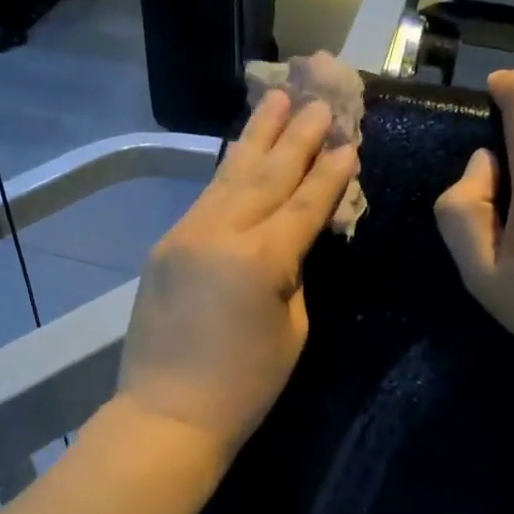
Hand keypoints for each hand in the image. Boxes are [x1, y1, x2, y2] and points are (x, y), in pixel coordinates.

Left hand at [118, 91, 357, 457]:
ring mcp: (186, 236)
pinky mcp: (164, 247)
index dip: (329, 175)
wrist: (168, 413)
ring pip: (228, 177)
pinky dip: (226, 173)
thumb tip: (290, 244)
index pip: (304, 205)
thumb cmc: (243, 387)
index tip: (348, 142)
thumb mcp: (291, 332)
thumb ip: (293, 277)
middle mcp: (221, 234)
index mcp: (262, 260)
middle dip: (296, 137)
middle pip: (266, 176)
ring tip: (276, 99)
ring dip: (256, 138)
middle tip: (318, 100)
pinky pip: (204, 200)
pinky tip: (239, 153)